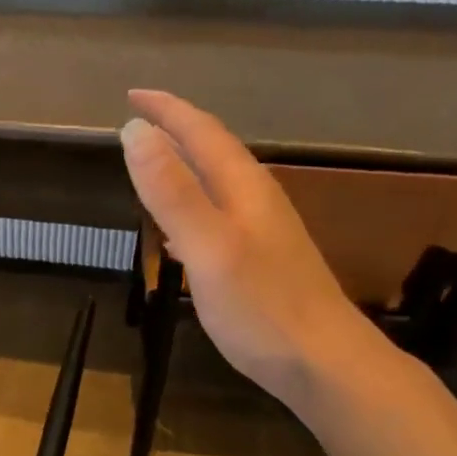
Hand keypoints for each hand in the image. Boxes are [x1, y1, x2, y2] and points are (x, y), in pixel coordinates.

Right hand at [120, 89, 372, 409]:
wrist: (324, 363)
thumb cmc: (262, 308)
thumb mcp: (208, 247)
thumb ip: (172, 192)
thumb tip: (135, 130)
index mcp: (243, 189)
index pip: (201, 133)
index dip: (167, 110)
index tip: (132, 92)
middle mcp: (256, 201)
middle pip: (214, 152)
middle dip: (176, 130)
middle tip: (140, 120)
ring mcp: (262, 233)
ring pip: (217, 185)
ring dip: (183, 169)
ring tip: (153, 166)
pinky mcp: (260, 263)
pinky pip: (217, 219)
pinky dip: (191, 211)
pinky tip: (177, 235)